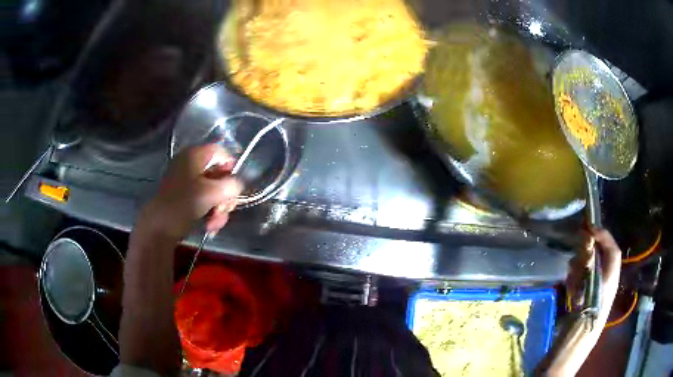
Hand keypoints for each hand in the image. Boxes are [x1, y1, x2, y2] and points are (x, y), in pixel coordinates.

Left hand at [137, 144, 242, 242]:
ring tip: (215, 223)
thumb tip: (237, 185)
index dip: (231, 167)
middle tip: (225, 210)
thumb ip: (231, 185)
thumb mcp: (212, 193)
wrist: (159, 227)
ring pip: (213, 191)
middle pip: (219, 174)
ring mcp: (186, 181)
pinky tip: (210, 226)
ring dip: (219, 208)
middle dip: (225, 196)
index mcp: (195, 155)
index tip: (235, 186)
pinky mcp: (185, 197)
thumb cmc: (184, 204)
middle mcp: (190, 164)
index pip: (221, 152)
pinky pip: (204, 200)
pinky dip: (210, 212)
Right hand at [543, 228, 621, 375]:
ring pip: (589, 269)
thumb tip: (589, 241)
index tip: (588, 228)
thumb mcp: (589, 299)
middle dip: (588, 254)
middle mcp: (604, 286)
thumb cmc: (579, 330)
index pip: (613, 253)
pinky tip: (570, 289)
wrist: (566, 356)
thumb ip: (590, 270)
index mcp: (609, 285)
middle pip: (600, 258)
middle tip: (576, 257)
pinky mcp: (582, 302)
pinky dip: (575, 280)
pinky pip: (581, 282)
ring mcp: (592, 295)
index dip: (604, 237)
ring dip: (579, 268)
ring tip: (572, 279)